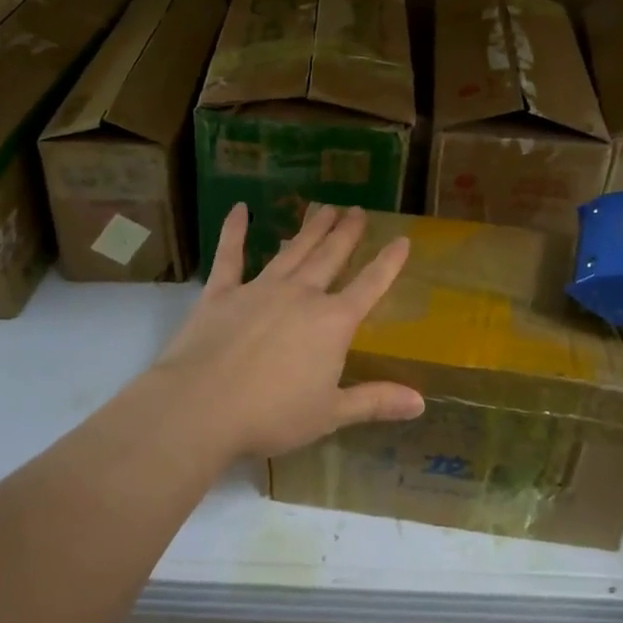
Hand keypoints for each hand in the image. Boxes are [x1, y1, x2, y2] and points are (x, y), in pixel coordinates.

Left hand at [150, 203, 423, 460]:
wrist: (202, 407)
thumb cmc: (272, 415)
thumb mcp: (331, 414)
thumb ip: (375, 401)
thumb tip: (421, 402)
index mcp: (333, 322)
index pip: (370, 286)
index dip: (389, 263)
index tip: (402, 239)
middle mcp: (302, 295)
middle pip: (331, 256)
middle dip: (346, 233)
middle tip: (357, 210)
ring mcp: (260, 288)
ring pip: (292, 250)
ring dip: (310, 228)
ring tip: (323, 207)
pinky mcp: (222, 292)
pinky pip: (230, 255)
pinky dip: (235, 231)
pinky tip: (239, 209)